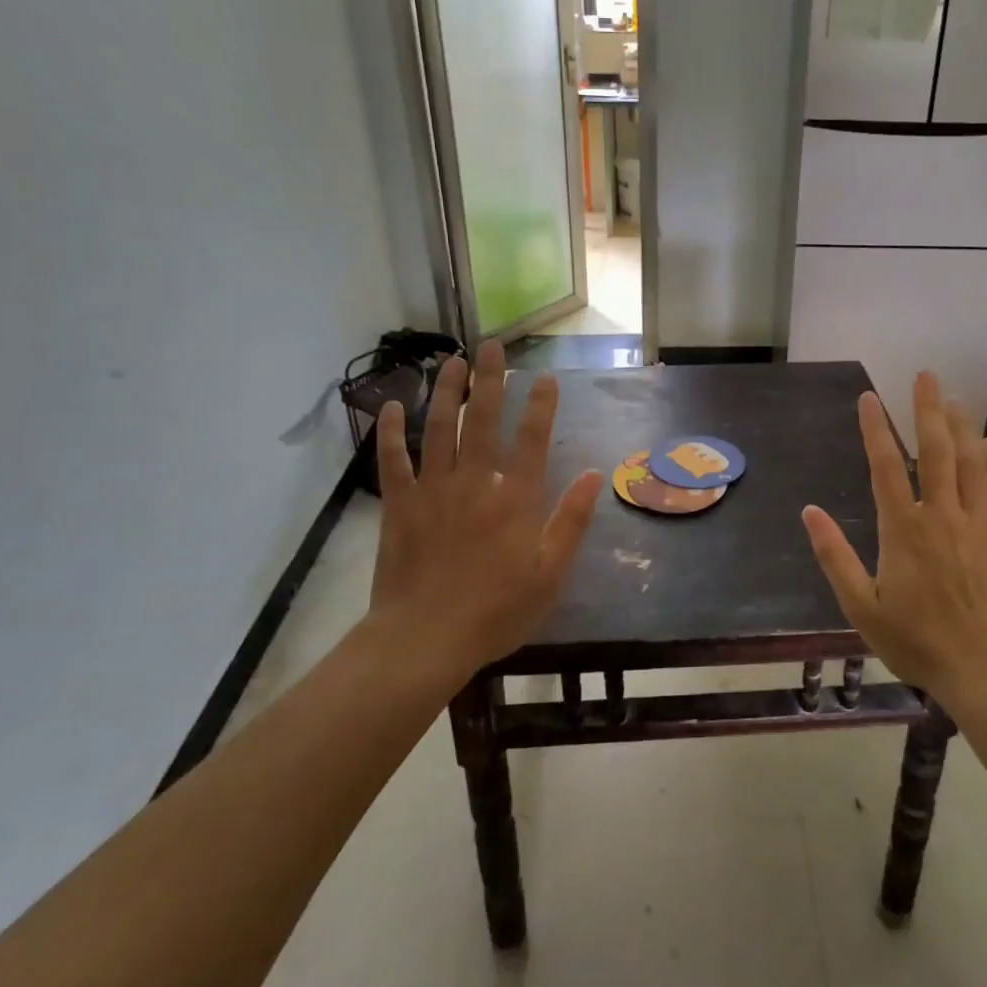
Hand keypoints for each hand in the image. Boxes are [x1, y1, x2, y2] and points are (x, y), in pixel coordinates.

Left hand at [364, 341, 602, 689]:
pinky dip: (391, 432)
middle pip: (482, 421)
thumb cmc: (496, 611)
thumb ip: (572, 521)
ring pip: (438, 429)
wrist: (425, 640)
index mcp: (516, 500)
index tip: (545, 377)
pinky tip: (392, 405)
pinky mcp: (399, 505)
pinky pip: (393, 461)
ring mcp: (433, 490)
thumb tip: (595, 475)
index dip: (540, 405)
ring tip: (452, 360)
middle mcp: (476, 483)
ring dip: (446, 392)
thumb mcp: (550, 574)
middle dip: (489, 380)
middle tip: (491, 346)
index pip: (532, 439)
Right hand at [801, 372, 986, 712]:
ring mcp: (978, 525)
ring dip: (962, 428)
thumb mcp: (861, 607)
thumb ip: (835, 556)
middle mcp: (942, 516)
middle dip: (928, 410)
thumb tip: (809, 512)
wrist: (984, 670)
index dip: (876, 429)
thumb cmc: (916, 641)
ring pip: (972, 464)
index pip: (887, 466)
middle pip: (936, 451)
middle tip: (926, 375)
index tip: (870, 398)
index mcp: (904, 529)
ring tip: (954, 400)